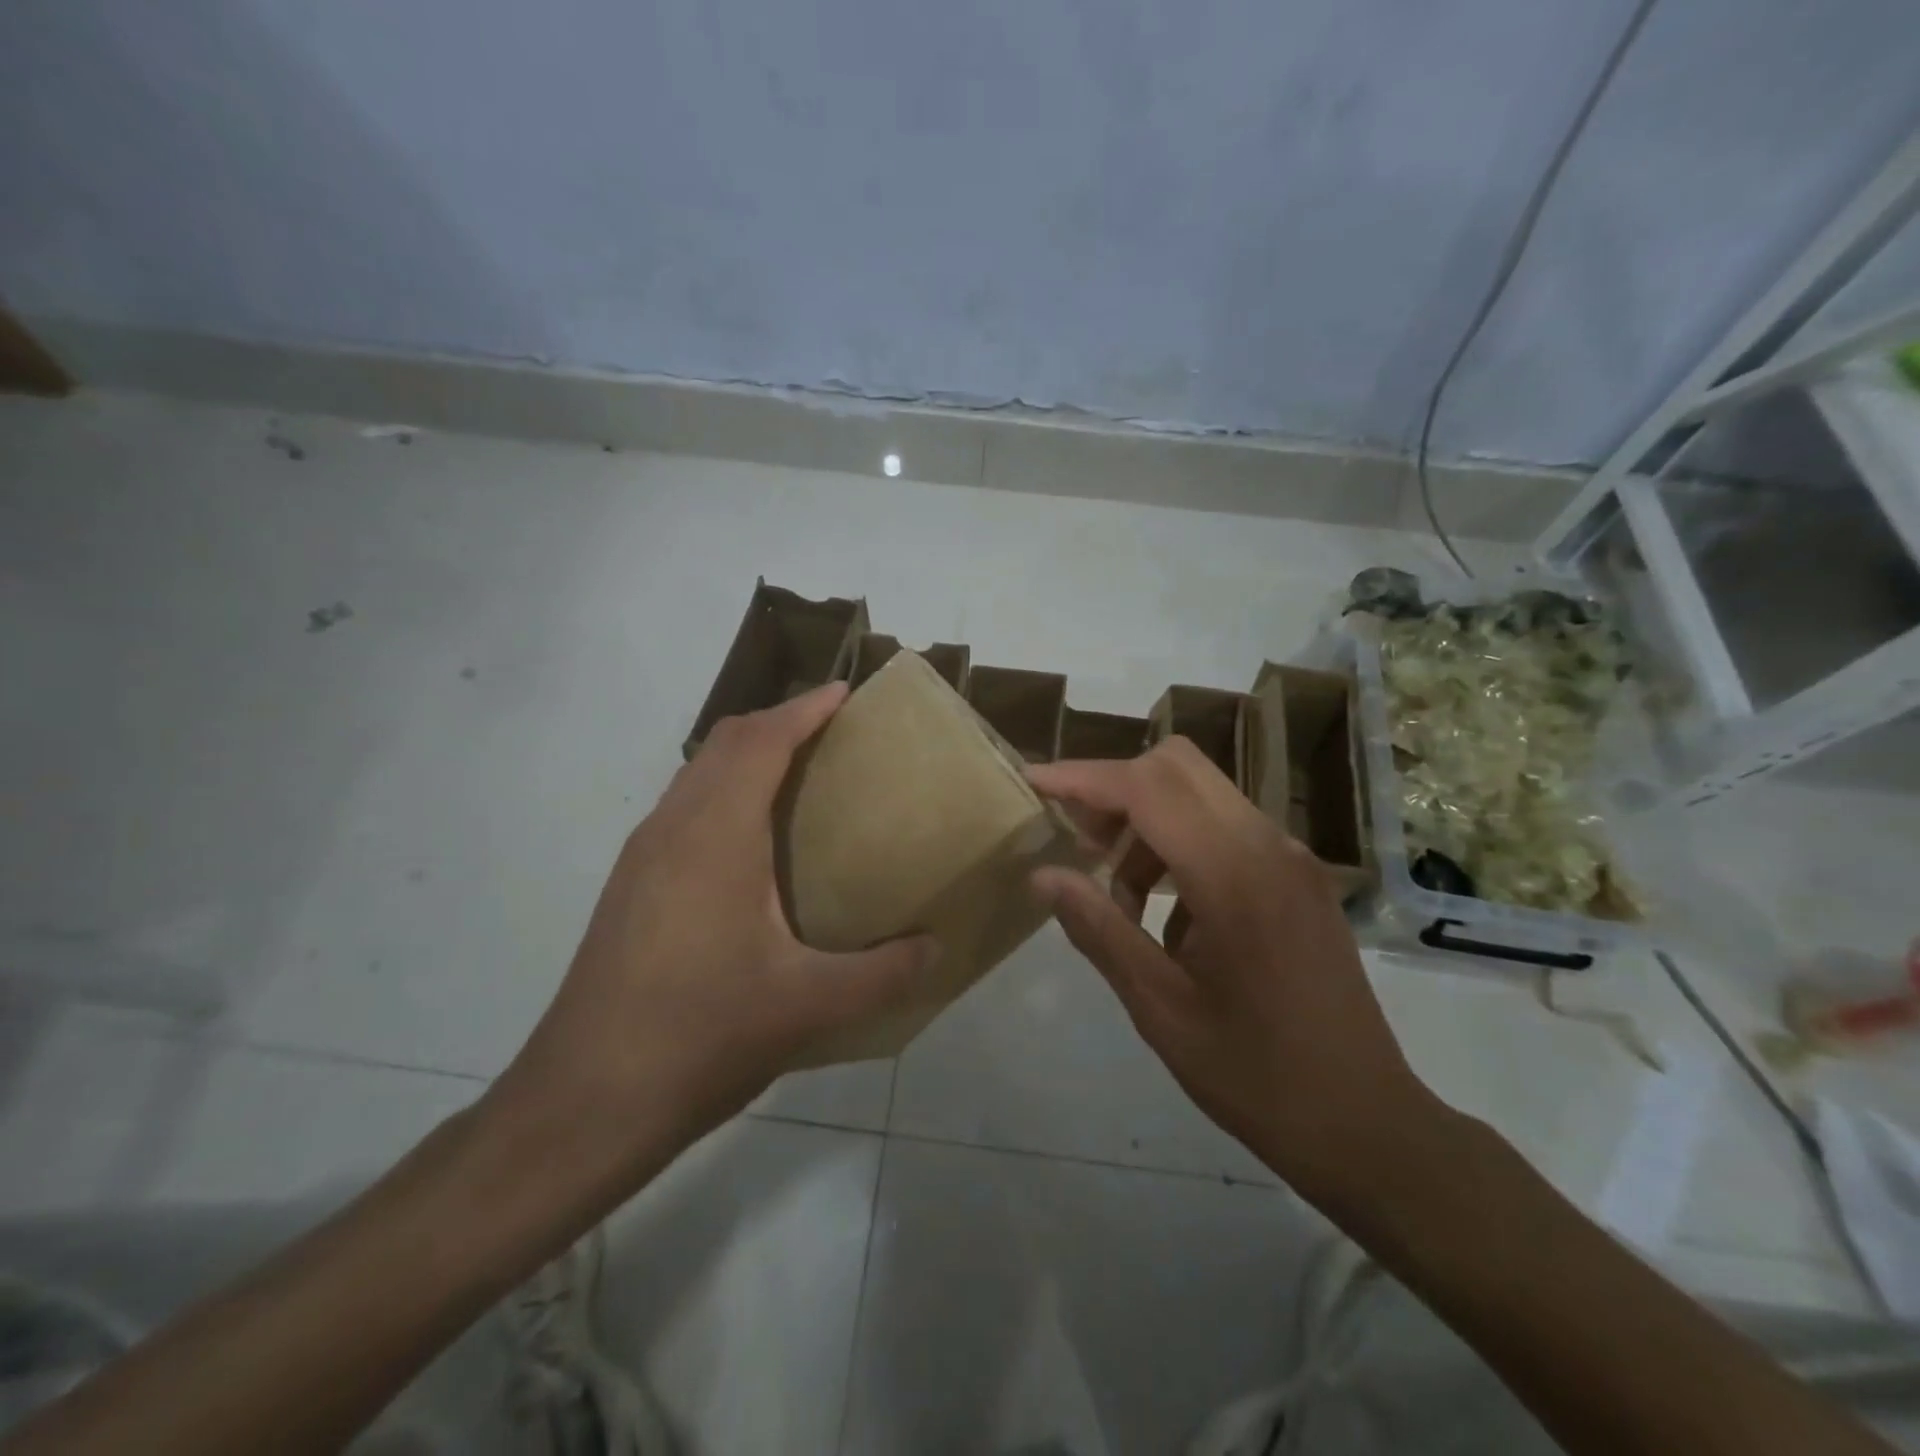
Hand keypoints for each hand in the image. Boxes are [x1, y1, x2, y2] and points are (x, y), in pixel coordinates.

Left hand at [492, 684, 934, 1185]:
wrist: (583, 1103)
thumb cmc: (699, 1035)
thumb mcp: (807, 1006)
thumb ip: (883, 974)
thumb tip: (937, 950)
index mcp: (714, 835)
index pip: (761, 740)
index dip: (805, 709)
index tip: (847, 693)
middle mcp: (672, 829)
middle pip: (725, 743)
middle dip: (779, 722)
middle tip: (835, 734)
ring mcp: (642, 858)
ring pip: (698, 774)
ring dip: (747, 757)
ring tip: (802, 777)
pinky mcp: (630, 888)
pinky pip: (684, 809)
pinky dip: (725, 793)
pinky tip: (754, 845)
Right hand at [1028, 739, 1439, 1208]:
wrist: (1367, 1125)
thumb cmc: (1256, 1077)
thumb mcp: (1160, 1009)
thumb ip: (1099, 929)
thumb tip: (1043, 875)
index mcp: (1234, 876)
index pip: (1146, 787)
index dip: (1083, 778)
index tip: (1033, 783)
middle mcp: (1268, 846)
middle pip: (1177, 767)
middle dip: (1114, 788)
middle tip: (1077, 842)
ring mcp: (1291, 858)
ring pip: (1200, 794)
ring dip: (1146, 823)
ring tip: (1118, 899)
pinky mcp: (1299, 877)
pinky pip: (1226, 828)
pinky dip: (1180, 846)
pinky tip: (1168, 917)